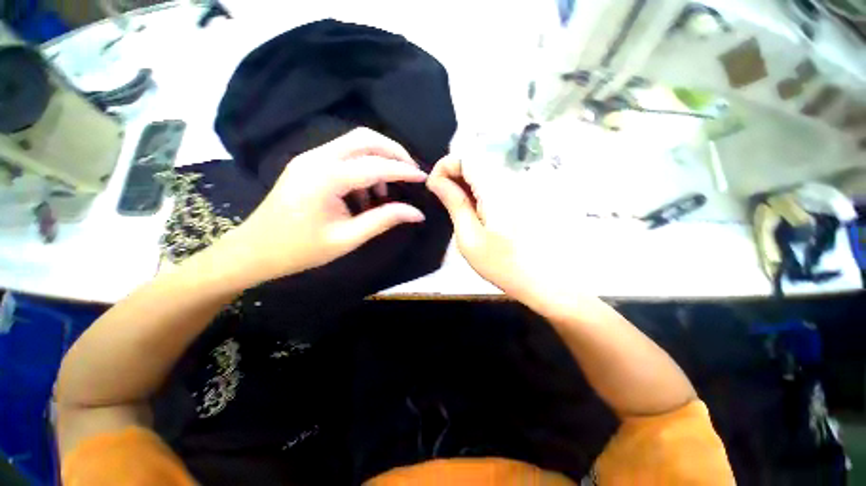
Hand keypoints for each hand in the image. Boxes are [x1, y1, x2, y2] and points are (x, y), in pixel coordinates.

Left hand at [229, 128, 427, 281]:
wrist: (254, 250)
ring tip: (386, 191)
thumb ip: (384, 220)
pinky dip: (362, 167)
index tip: (423, 178)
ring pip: (354, 143)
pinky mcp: (308, 164)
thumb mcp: (348, 238)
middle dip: (393, 151)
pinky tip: (365, 193)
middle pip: (364, 139)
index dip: (403, 171)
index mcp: (326, 178)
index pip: (376, 166)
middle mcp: (317, 158)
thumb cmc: (301, 250)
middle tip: (410, 171)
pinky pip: (343, 155)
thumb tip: (416, 213)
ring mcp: (310, 158)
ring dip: (377, 159)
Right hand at [426, 156, 575, 312]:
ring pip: (487, 169)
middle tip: (444, 198)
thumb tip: (437, 182)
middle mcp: (512, 179)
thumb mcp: (470, 239)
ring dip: (467, 181)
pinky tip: (479, 209)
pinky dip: (481, 188)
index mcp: (496, 189)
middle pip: (477, 160)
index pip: (466, 157)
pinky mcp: (528, 193)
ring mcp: (523, 185)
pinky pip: (499, 180)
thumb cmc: (505, 266)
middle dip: (454, 174)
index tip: (434, 187)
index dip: (445, 166)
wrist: (550, 281)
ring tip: (460, 206)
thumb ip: (454, 204)